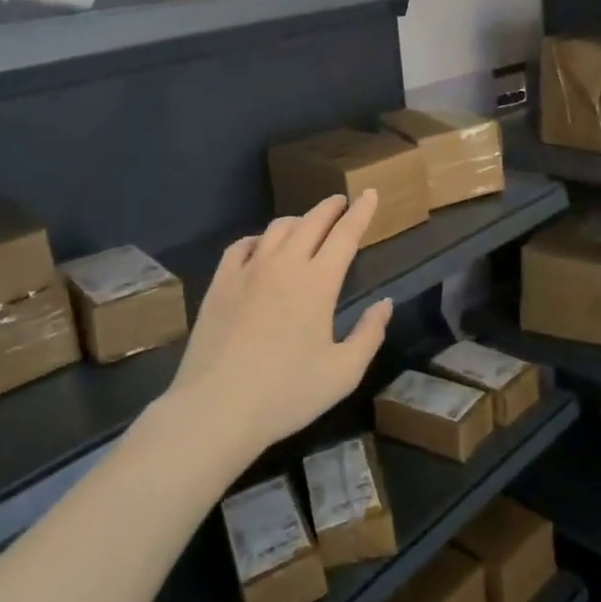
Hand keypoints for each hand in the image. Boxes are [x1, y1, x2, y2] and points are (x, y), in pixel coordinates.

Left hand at [168, 190, 392, 456]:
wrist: (216, 408)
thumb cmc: (287, 394)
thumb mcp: (343, 373)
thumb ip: (369, 334)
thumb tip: (384, 304)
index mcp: (318, 282)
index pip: (345, 234)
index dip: (361, 212)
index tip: (370, 193)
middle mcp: (284, 265)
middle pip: (311, 222)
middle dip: (331, 207)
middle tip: (341, 202)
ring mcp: (248, 271)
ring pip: (276, 228)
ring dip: (298, 220)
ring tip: (306, 224)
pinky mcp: (219, 284)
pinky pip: (241, 246)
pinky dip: (258, 238)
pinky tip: (260, 246)